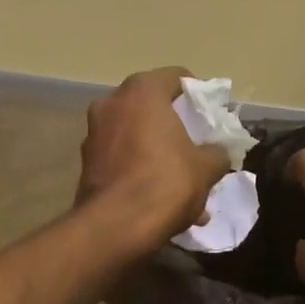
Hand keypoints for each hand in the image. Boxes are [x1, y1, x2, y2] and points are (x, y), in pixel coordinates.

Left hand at [77, 68, 230, 250]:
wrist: (115, 227)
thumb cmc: (165, 183)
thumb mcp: (206, 168)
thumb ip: (217, 153)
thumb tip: (218, 153)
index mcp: (142, 92)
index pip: (176, 77)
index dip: (198, 94)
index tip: (212, 114)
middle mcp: (112, 103)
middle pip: (152, 106)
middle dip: (175, 125)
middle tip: (196, 144)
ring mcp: (93, 133)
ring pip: (135, 134)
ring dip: (157, 150)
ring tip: (180, 179)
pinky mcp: (86, 163)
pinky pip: (121, 158)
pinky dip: (140, 169)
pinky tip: (159, 197)